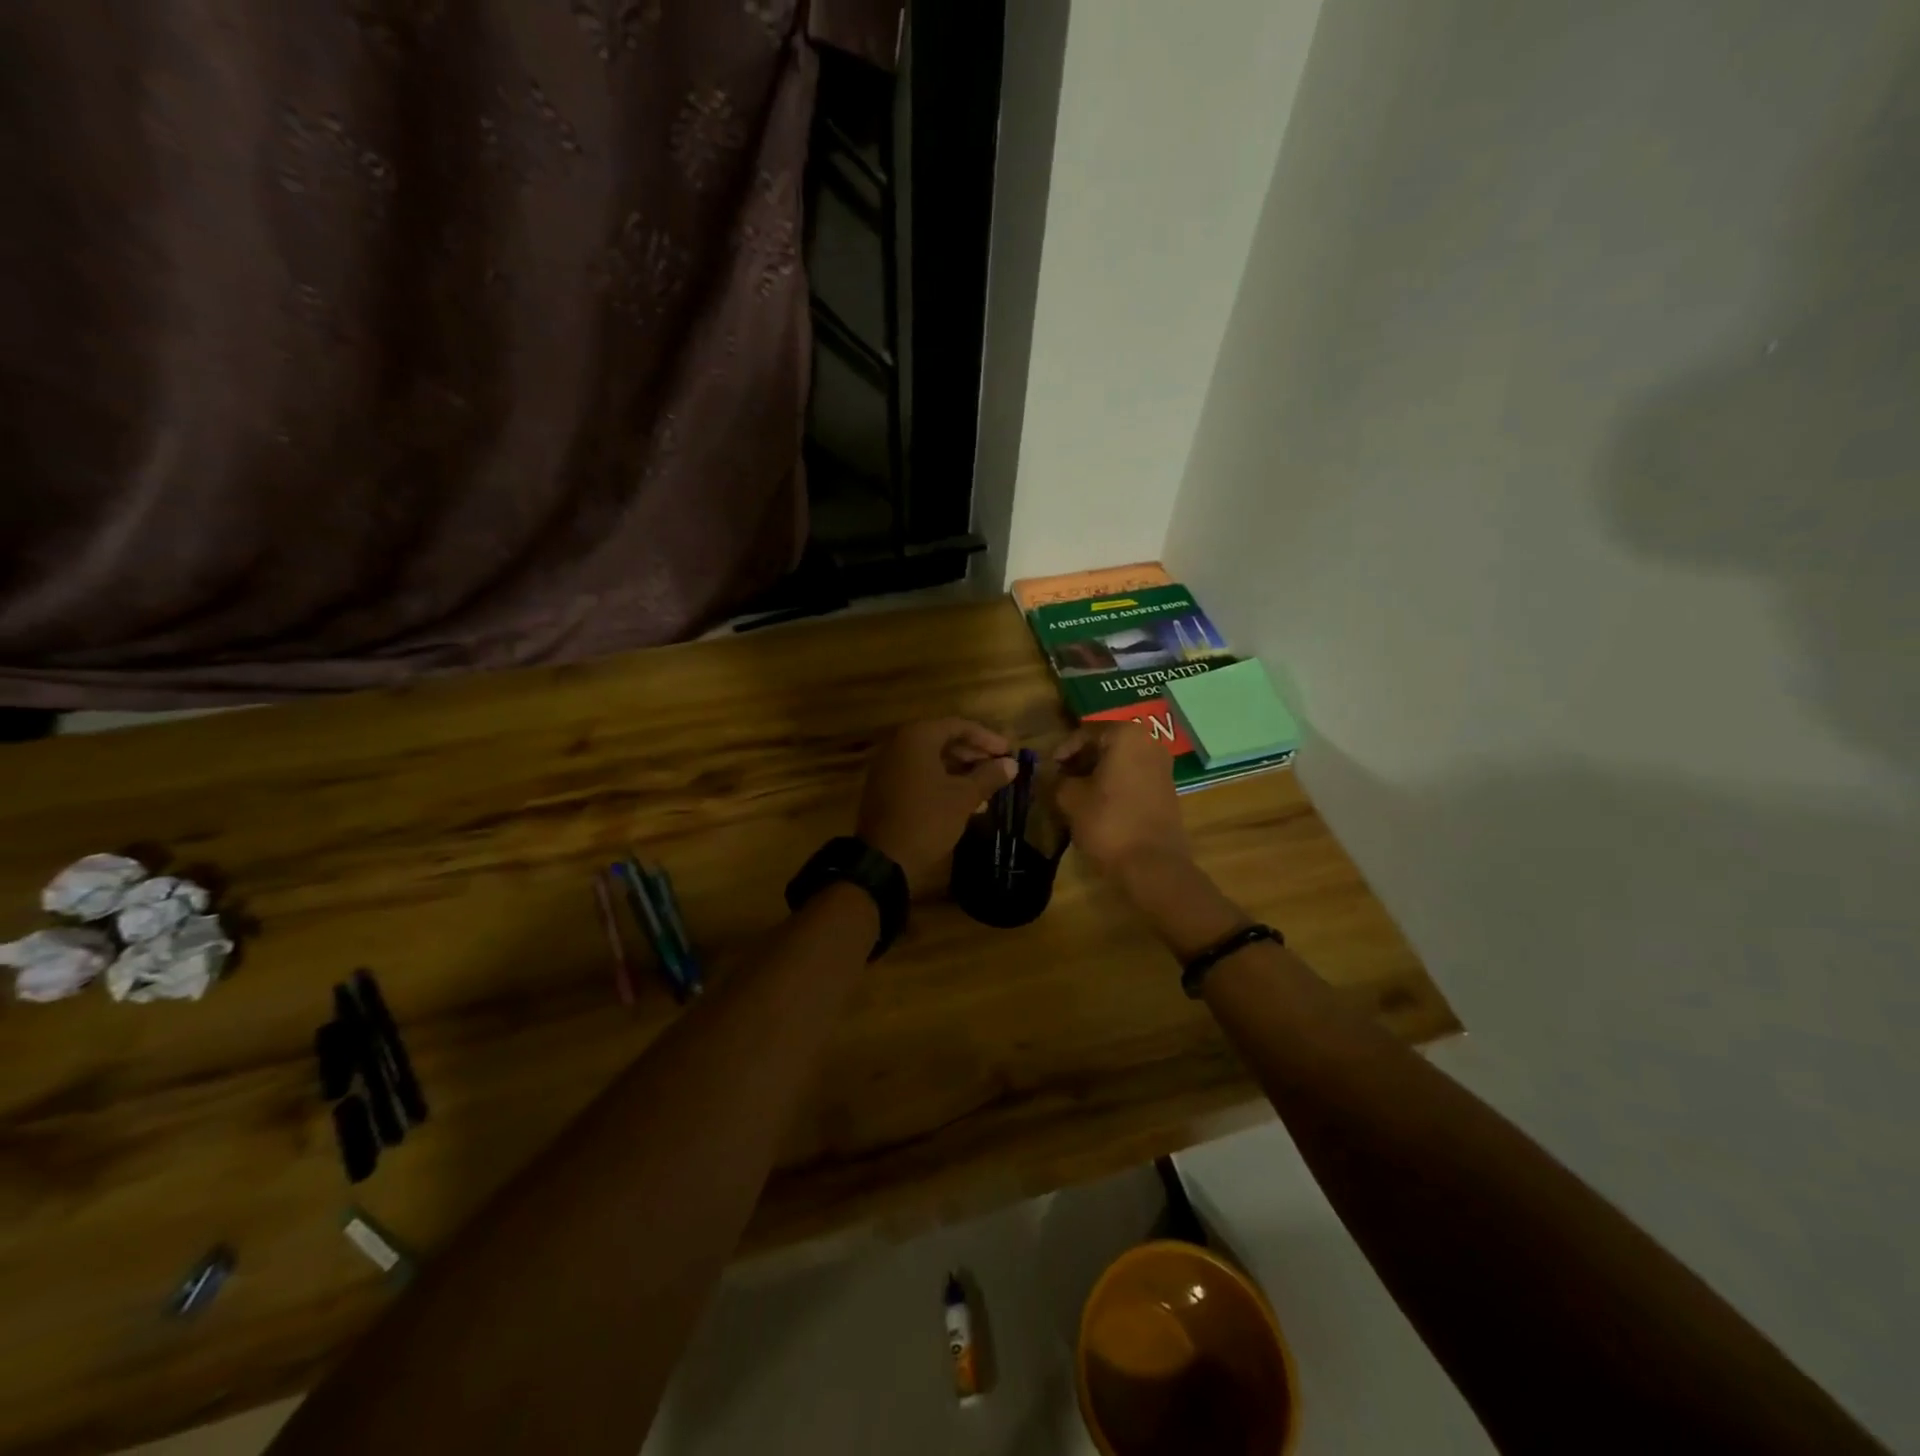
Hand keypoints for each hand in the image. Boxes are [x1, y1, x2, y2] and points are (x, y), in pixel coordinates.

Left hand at [857, 719, 1016, 892]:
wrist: (883, 859)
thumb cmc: (927, 819)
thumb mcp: (964, 797)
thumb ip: (989, 776)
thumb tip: (1011, 764)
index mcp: (917, 738)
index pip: (958, 726)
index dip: (987, 738)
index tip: (1008, 752)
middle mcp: (899, 745)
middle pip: (944, 741)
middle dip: (974, 755)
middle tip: (1000, 768)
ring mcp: (889, 767)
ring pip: (932, 760)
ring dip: (961, 771)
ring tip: (988, 788)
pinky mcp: (885, 788)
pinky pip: (919, 775)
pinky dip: (942, 782)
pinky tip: (965, 800)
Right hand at [1052, 721, 1190, 879]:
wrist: (1153, 865)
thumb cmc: (1108, 823)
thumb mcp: (1071, 799)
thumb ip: (1057, 780)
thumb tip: (1052, 776)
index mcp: (1126, 735)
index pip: (1085, 732)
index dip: (1063, 750)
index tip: (1049, 768)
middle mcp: (1149, 743)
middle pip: (1106, 744)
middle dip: (1081, 760)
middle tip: (1060, 779)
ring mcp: (1162, 766)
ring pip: (1120, 761)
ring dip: (1097, 773)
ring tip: (1076, 793)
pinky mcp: (1167, 789)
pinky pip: (1134, 776)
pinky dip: (1115, 784)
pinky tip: (1099, 804)